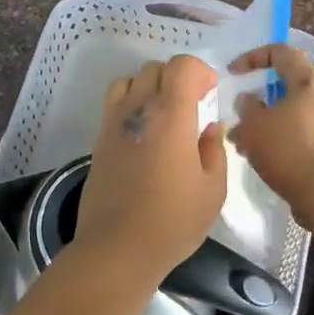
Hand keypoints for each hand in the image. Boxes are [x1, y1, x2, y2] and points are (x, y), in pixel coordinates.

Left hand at [75, 56, 227, 272]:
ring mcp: (114, 123)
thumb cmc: (172, 221)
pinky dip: (130, 102)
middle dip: (177, 77)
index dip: (199, 71)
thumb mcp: (212, 191)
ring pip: (130, 80)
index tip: (210, 91)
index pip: (181, 67)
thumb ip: (214, 151)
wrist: (117, 248)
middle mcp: (139, 110)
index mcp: (171, 117)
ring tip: (163, 112)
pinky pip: (114, 102)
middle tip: (192, 102)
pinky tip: (143, 131)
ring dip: (149, 85)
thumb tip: (210, 128)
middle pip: (155, 68)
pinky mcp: (99, 140)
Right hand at [228, 44, 313, 225]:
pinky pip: (305, 134)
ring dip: (270, 123)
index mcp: (309, 82)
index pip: (282, 53)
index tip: (234, 72)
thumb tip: (249, 100)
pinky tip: (266, 160)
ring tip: (247, 143)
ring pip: (295, 113)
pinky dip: (284, 140)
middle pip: (289, 86)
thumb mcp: (254, 126)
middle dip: (261, 99)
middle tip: (241, 115)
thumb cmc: (288, 150)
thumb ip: (247, 107)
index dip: (254, 57)